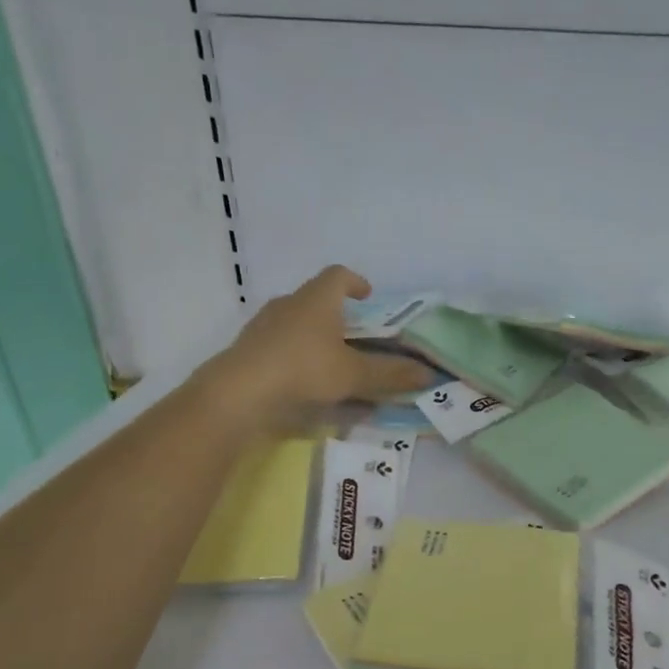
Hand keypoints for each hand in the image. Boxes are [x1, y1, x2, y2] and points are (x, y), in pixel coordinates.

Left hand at [200, 266, 435, 426]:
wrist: (240, 393)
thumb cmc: (304, 370)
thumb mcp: (354, 375)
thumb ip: (390, 375)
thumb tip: (428, 375)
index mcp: (316, 299)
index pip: (338, 275)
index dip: (355, 282)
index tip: (368, 296)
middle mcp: (288, 304)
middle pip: (316, 300)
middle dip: (337, 316)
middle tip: (355, 336)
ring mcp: (264, 327)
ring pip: (296, 324)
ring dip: (315, 338)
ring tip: (332, 363)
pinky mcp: (249, 351)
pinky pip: (280, 347)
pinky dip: (297, 359)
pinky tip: (305, 384)